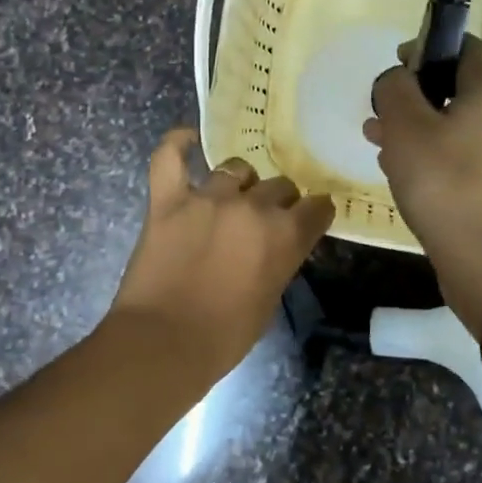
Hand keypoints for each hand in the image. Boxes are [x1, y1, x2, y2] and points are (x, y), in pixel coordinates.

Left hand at [108, 128, 335, 376]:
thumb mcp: (269, 300)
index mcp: (286, 235)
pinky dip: (177, 143)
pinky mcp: (168, 200)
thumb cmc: (224, 336)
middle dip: (278, 202)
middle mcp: (252, 207)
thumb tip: (273, 246)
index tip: (310, 218)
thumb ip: (278, 261)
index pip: (317, 207)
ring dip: (240, 182)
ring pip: (236, 168)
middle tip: (263, 222)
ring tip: (231, 197)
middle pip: (279, 186)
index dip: (315, 213)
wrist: (164, 343)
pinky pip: (169, 156)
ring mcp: (208, 198)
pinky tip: (187, 139)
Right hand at [365, 37, 481, 338]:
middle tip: (380, 120)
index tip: (393, 76)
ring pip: (463, 127)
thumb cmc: (446, 182)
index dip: (423, 53)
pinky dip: (442, 158)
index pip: (462, 47)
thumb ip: (394, 89)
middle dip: (416, 100)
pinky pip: (472, 157)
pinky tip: (412, 178)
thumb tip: (397, 78)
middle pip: (460, 90)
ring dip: (423, 132)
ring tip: (384, 151)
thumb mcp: (405, 127)